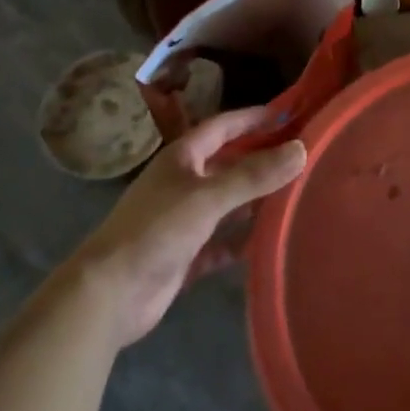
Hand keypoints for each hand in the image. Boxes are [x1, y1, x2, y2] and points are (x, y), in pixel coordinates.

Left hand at [77, 107, 306, 347]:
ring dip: (256, 200)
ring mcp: (183, 221)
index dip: (253, 118)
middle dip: (261, 160)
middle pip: (228, 164)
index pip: (223, 127)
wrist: (108, 295)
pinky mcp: (185, 256)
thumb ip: (255, 175)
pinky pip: (222, 243)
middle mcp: (183, 184)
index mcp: (182, 158)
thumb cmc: (156, 230)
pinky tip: (270, 240)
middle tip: (300, 157)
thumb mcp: (209, 197)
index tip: (287, 115)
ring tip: (295, 195)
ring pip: (228, 204)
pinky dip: (243, 240)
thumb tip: (302, 148)